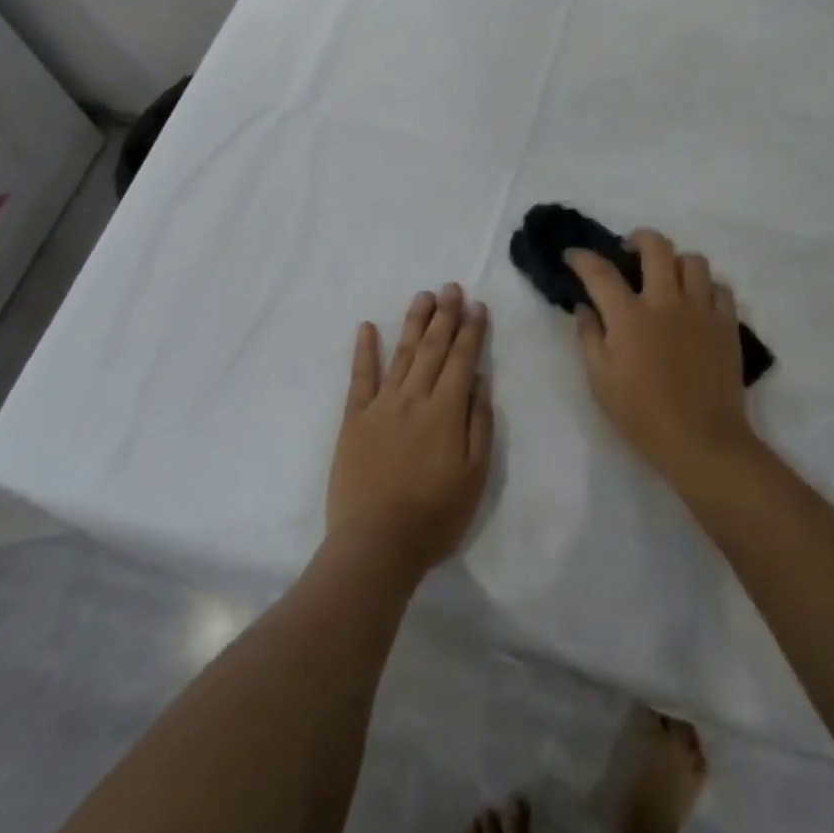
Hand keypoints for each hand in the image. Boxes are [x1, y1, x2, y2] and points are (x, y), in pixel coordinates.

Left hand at [327, 283, 493, 579]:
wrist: (376, 545)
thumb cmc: (435, 516)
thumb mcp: (475, 476)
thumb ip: (479, 424)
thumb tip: (479, 381)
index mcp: (446, 411)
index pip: (462, 359)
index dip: (470, 330)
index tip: (476, 305)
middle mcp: (414, 398)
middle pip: (433, 348)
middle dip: (445, 315)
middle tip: (451, 287)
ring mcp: (381, 405)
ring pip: (402, 354)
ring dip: (414, 323)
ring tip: (423, 296)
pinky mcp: (354, 419)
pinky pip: (360, 377)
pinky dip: (364, 350)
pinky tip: (366, 327)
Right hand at [567, 229, 755, 490]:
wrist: (702, 441)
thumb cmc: (642, 415)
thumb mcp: (600, 380)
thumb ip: (589, 337)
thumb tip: (585, 308)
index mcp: (629, 316)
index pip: (600, 272)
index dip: (582, 258)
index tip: (573, 255)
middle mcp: (666, 301)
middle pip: (656, 246)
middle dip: (638, 239)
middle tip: (629, 251)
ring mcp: (701, 310)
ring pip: (693, 261)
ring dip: (676, 262)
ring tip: (667, 277)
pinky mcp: (727, 324)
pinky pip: (720, 288)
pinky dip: (706, 287)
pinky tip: (696, 302)